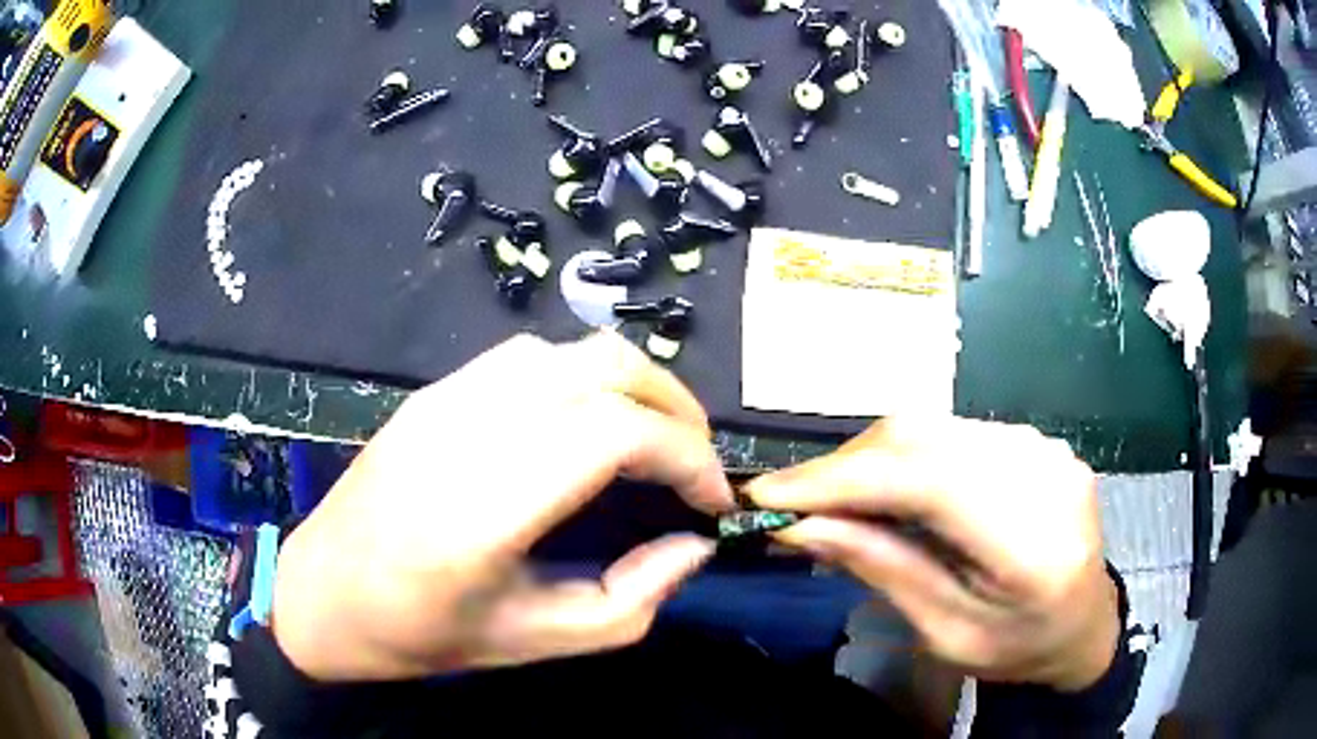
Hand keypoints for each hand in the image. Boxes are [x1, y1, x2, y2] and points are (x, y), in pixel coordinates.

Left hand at [271, 332, 733, 681]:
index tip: (713, 501)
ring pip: (569, 351)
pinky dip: (583, 380)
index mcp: (483, 508)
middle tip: (696, 463)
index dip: (686, 457)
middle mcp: (464, 432)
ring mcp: (442, 400)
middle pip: (602, 368)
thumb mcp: (534, 642)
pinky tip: (586, 424)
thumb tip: (692, 545)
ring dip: (631, 385)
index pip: (614, 433)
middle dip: (675, 407)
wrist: (320, 594)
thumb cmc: (420, 633)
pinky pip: (528, 359)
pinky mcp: (432, 393)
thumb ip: (630, 601)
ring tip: (654, 439)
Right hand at [745, 417, 1117, 691]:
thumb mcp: (946, 634)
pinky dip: (902, 456)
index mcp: (1034, 546)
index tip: (769, 496)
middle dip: (843, 466)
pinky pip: (951, 433)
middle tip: (789, 500)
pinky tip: (883, 487)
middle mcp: (1045, 476)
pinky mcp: (1034, 440)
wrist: (1085, 623)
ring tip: (828, 497)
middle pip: (924, 441)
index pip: (928, 483)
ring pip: (932, 428)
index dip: (842, 480)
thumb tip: (802, 526)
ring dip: (868, 459)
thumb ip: (884, 572)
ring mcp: (1044, 447)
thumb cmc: (1017, 649)